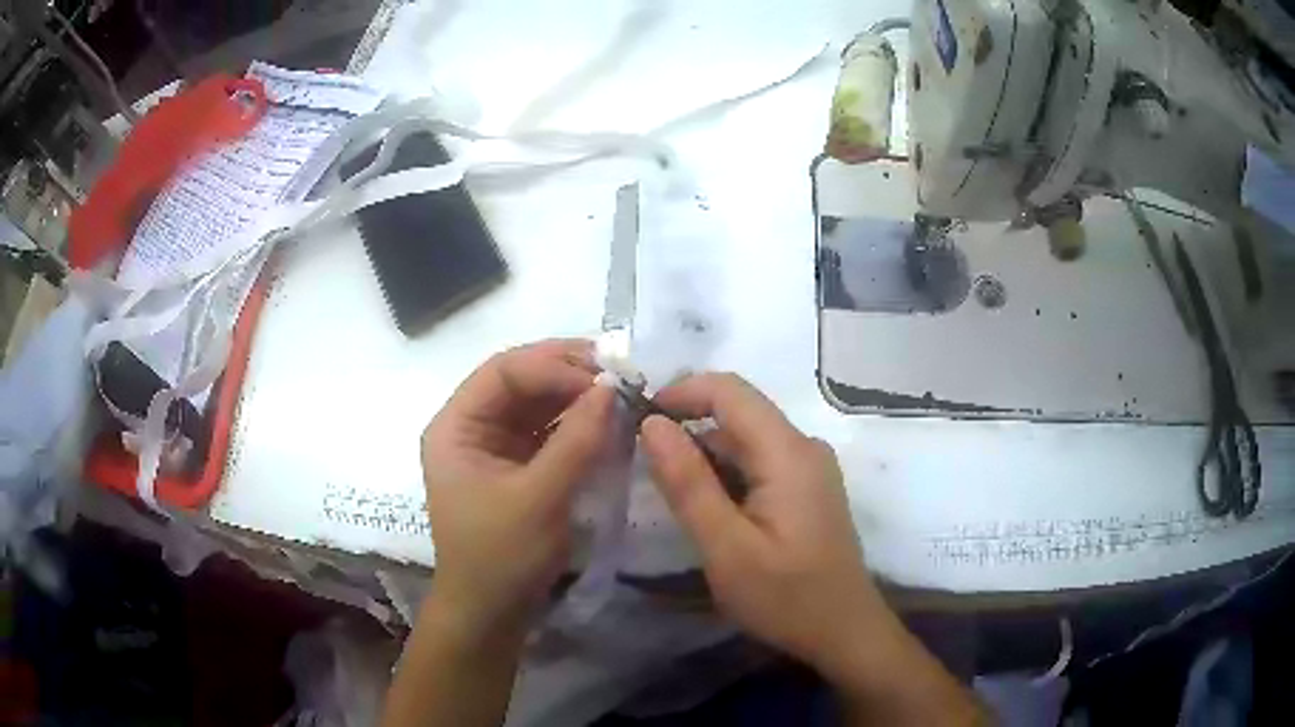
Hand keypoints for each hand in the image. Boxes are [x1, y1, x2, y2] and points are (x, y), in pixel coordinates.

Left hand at [420, 339, 613, 630]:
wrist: (492, 614)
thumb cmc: (502, 557)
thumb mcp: (539, 499)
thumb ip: (576, 441)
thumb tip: (613, 388)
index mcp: (456, 426)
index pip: (504, 372)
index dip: (553, 367)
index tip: (605, 379)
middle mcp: (472, 427)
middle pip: (520, 380)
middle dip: (568, 373)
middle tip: (621, 372)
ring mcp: (495, 447)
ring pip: (537, 403)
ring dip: (577, 395)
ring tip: (622, 392)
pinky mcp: (518, 467)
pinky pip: (549, 430)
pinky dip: (578, 422)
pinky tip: (607, 420)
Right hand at [638, 373, 885, 680]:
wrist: (844, 633)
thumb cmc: (786, 597)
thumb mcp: (726, 548)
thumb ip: (688, 483)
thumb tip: (652, 424)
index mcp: (788, 452)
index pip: (729, 390)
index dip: (681, 392)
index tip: (638, 418)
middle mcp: (803, 447)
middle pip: (739, 412)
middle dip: (687, 424)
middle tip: (643, 461)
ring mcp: (809, 468)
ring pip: (747, 438)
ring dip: (704, 452)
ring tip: (667, 489)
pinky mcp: (807, 489)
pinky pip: (760, 462)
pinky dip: (725, 472)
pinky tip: (707, 506)